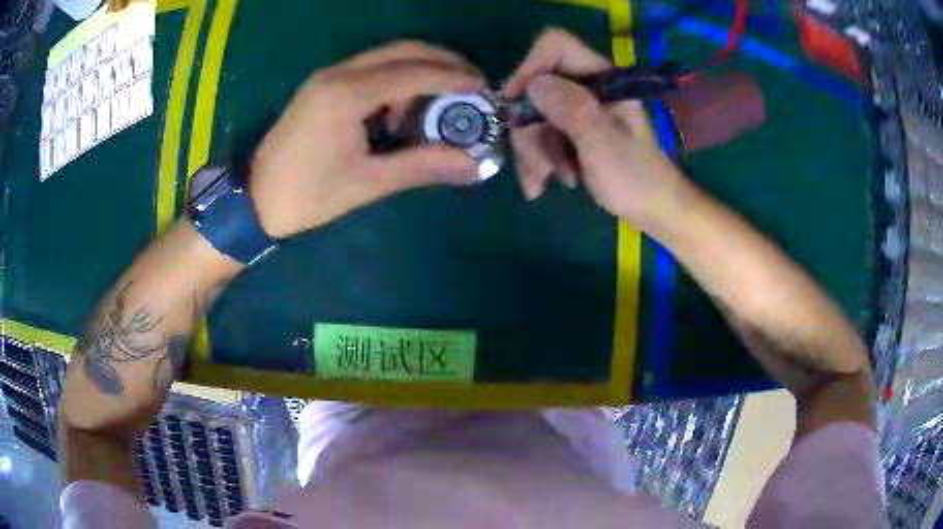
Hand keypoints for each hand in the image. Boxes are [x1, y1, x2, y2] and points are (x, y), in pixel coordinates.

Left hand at [250, 42, 484, 237]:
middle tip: (471, 83)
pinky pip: (369, 69)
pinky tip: (401, 109)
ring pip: (386, 56)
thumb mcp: (367, 183)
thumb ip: (421, 166)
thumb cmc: (307, 196)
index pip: (413, 71)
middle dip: (442, 61)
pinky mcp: (322, 85)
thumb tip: (472, 164)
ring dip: (419, 70)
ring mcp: (327, 76)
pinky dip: (396, 79)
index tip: (483, 87)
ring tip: (439, 103)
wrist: (254, 200)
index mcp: (347, 94)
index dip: (453, 77)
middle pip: (403, 50)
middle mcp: (338, 73)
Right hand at [505, 29, 690, 232]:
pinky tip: (542, 186)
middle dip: (530, 130)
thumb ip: (573, 110)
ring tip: (548, 184)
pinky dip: (536, 161)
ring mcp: (577, 109)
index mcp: (602, 79)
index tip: (516, 102)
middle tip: (542, 168)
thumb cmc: (636, 178)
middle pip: (535, 89)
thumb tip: (533, 85)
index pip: (556, 46)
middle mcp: (585, 88)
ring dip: (533, 153)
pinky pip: (538, 136)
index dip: (530, 67)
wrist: (653, 209)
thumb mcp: (604, 144)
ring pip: (532, 116)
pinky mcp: (571, 130)